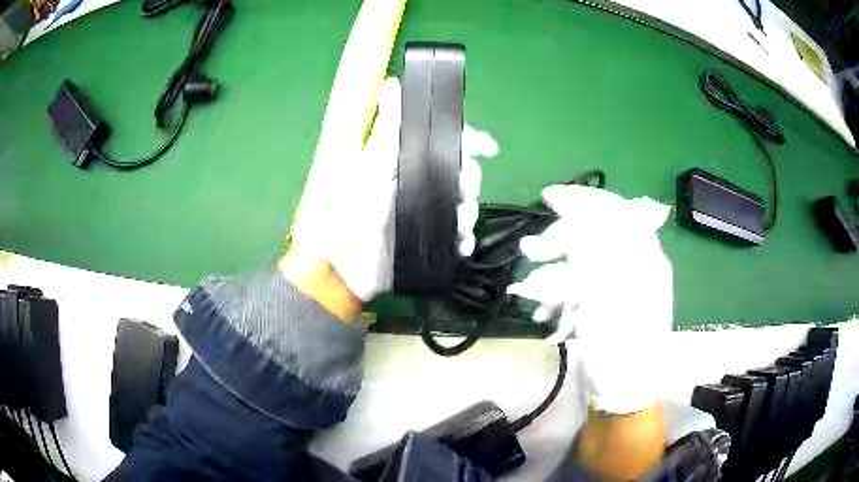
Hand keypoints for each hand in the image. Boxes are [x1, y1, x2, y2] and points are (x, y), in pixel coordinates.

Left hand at [290, 77, 497, 301]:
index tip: (486, 147)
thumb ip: (384, 130)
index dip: (468, 139)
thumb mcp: (366, 168)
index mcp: (405, 160)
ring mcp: (427, 212)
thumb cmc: (348, 214)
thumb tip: (392, 84)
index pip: (444, 140)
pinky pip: (459, 236)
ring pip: (465, 203)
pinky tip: (460, 245)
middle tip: (464, 191)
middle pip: (461, 171)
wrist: (344, 269)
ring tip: (458, 224)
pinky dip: (464, 239)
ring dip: (468, 211)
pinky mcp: (432, 240)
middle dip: (470, 179)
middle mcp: (419, 182)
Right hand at [508, 185, 672, 413]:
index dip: (583, 199)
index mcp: (644, 258)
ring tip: (534, 291)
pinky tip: (549, 309)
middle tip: (531, 249)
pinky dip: (563, 292)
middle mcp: (637, 265)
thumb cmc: (619, 348)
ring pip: (586, 261)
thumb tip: (580, 219)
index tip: (548, 197)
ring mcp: (623, 285)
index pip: (616, 210)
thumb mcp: (605, 299)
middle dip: (562, 238)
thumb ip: (594, 254)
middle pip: (597, 233)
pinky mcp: (610, 303)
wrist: (625, 391)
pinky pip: (584, 285)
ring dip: (557, 271)